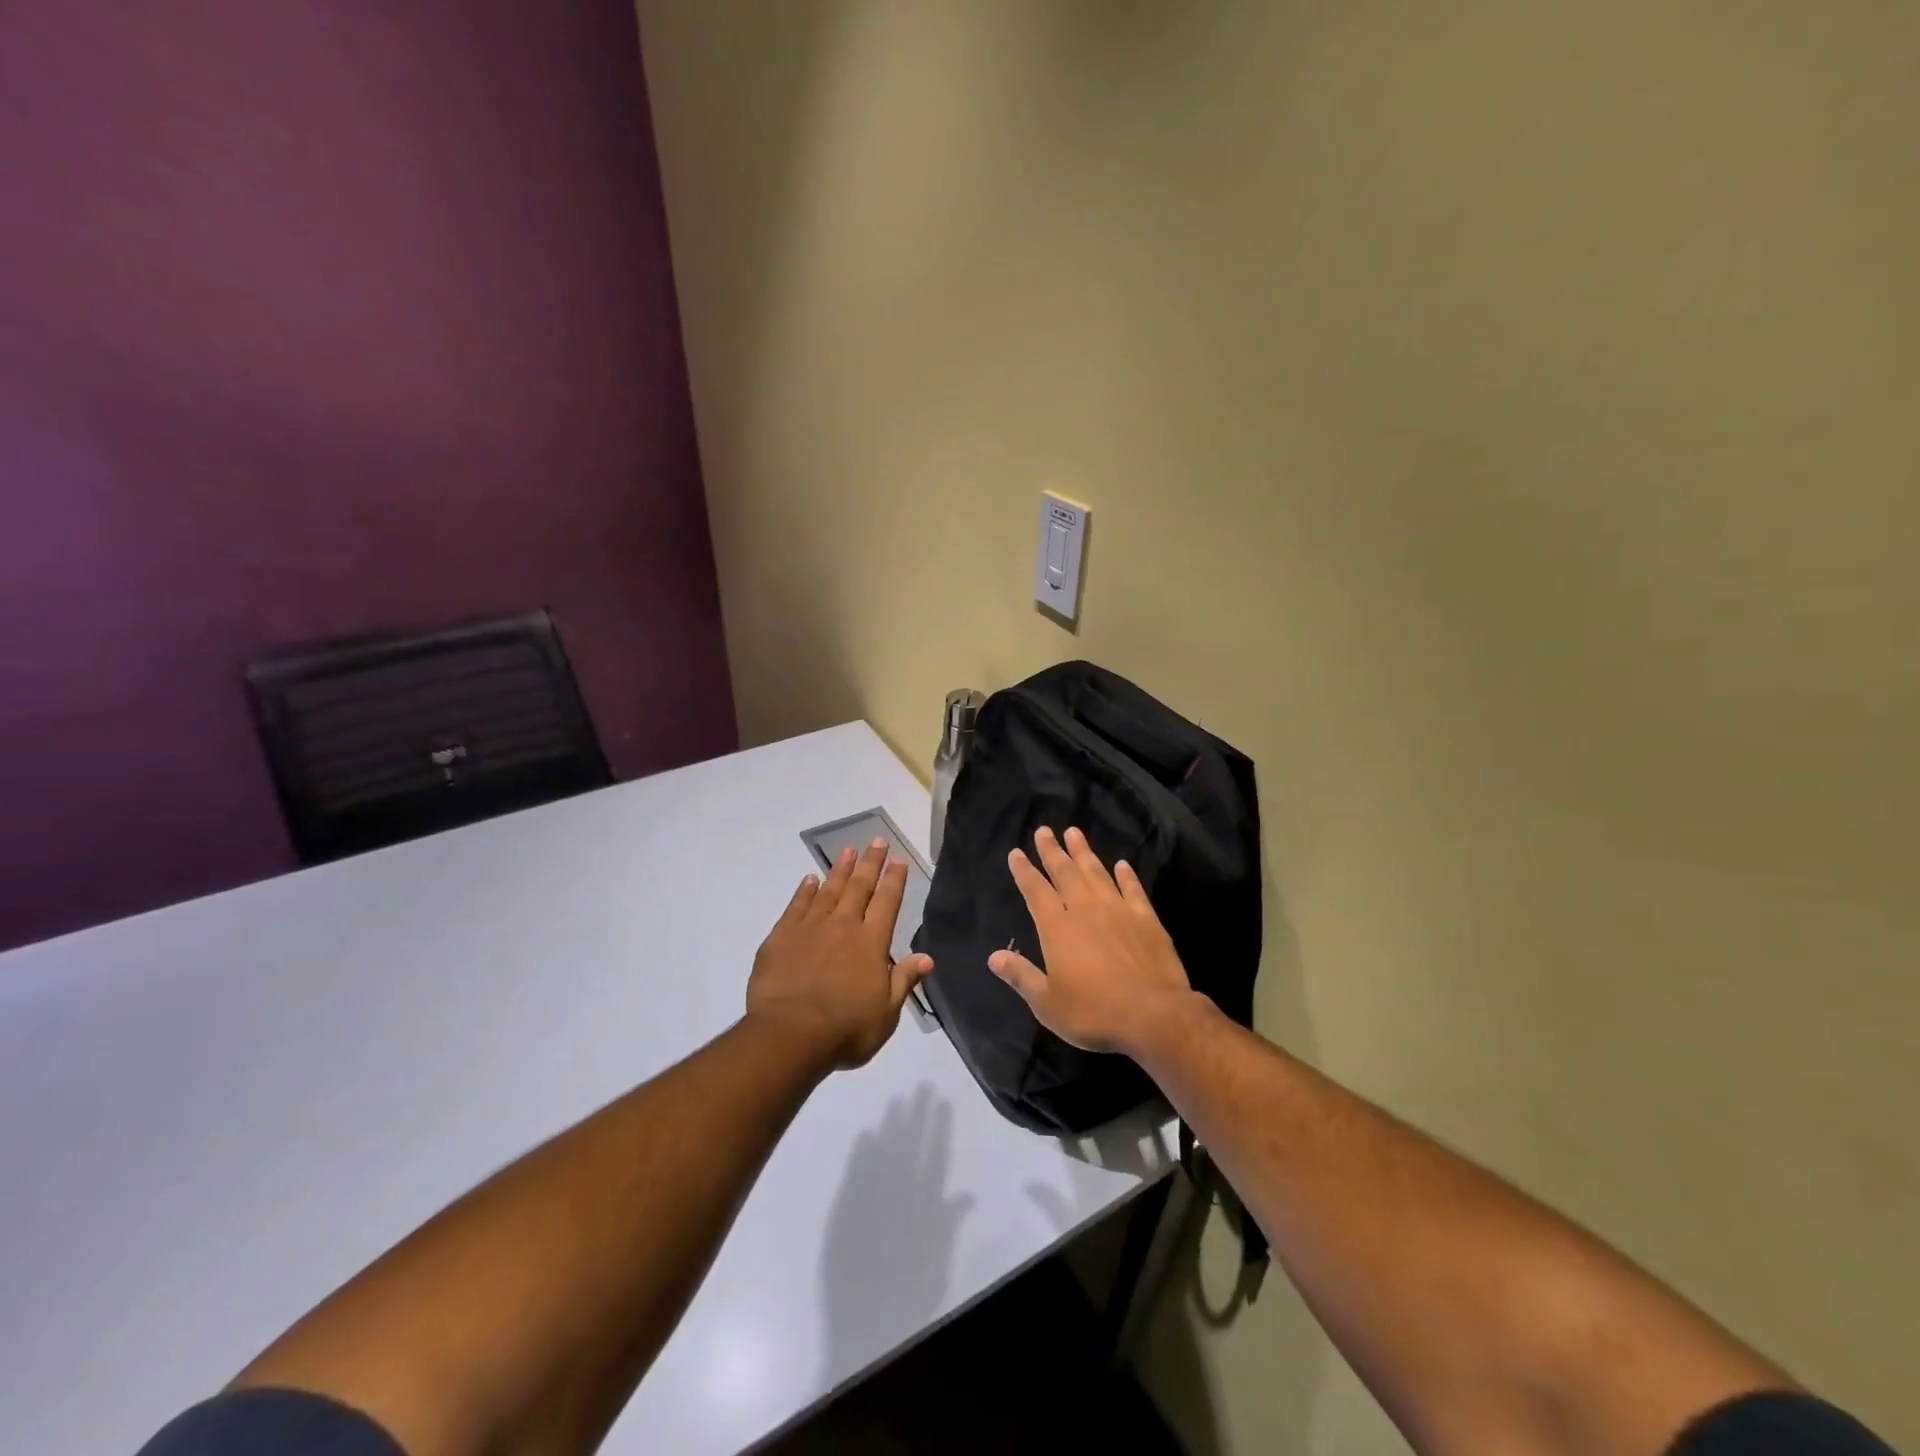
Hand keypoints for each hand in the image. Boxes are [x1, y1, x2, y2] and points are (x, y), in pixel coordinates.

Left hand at [747, 838, 934, 1069]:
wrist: (789, 1035)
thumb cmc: (846, 1030)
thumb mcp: (886, 1013)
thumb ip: (904, 980)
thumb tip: (927, 957)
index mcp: (871, 943)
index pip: (887, 902)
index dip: (894, 880)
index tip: (898, 860)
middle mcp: (843, 926)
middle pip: (859, 887)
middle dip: (870, 863)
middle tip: (877, 841)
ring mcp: (810, 928)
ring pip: (828, 890)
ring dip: (840, 869)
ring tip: (848, 851)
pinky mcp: (781, 936)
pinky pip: (796, 905)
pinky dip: (804, 891)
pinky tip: (809, 880)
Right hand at [987, 826, 1195, 1056]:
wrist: (1154, 1015)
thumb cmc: (1094, 1012)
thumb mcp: (1048, 1003)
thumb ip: (1021, 976)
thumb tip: (994, 956)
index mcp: (1058, 929)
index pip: (1036, 891)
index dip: (1024, 871)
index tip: (1017, 853)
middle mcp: (1085, 911)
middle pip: (1065, 873)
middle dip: (1052, 851)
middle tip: (1044, 830)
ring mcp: (1119, 911)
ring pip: (1097, 873)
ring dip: (1084, 853)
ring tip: (1074, 833)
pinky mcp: (1147, 920)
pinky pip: (1133, 890)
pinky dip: (1126, 875)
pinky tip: (1123, 865)